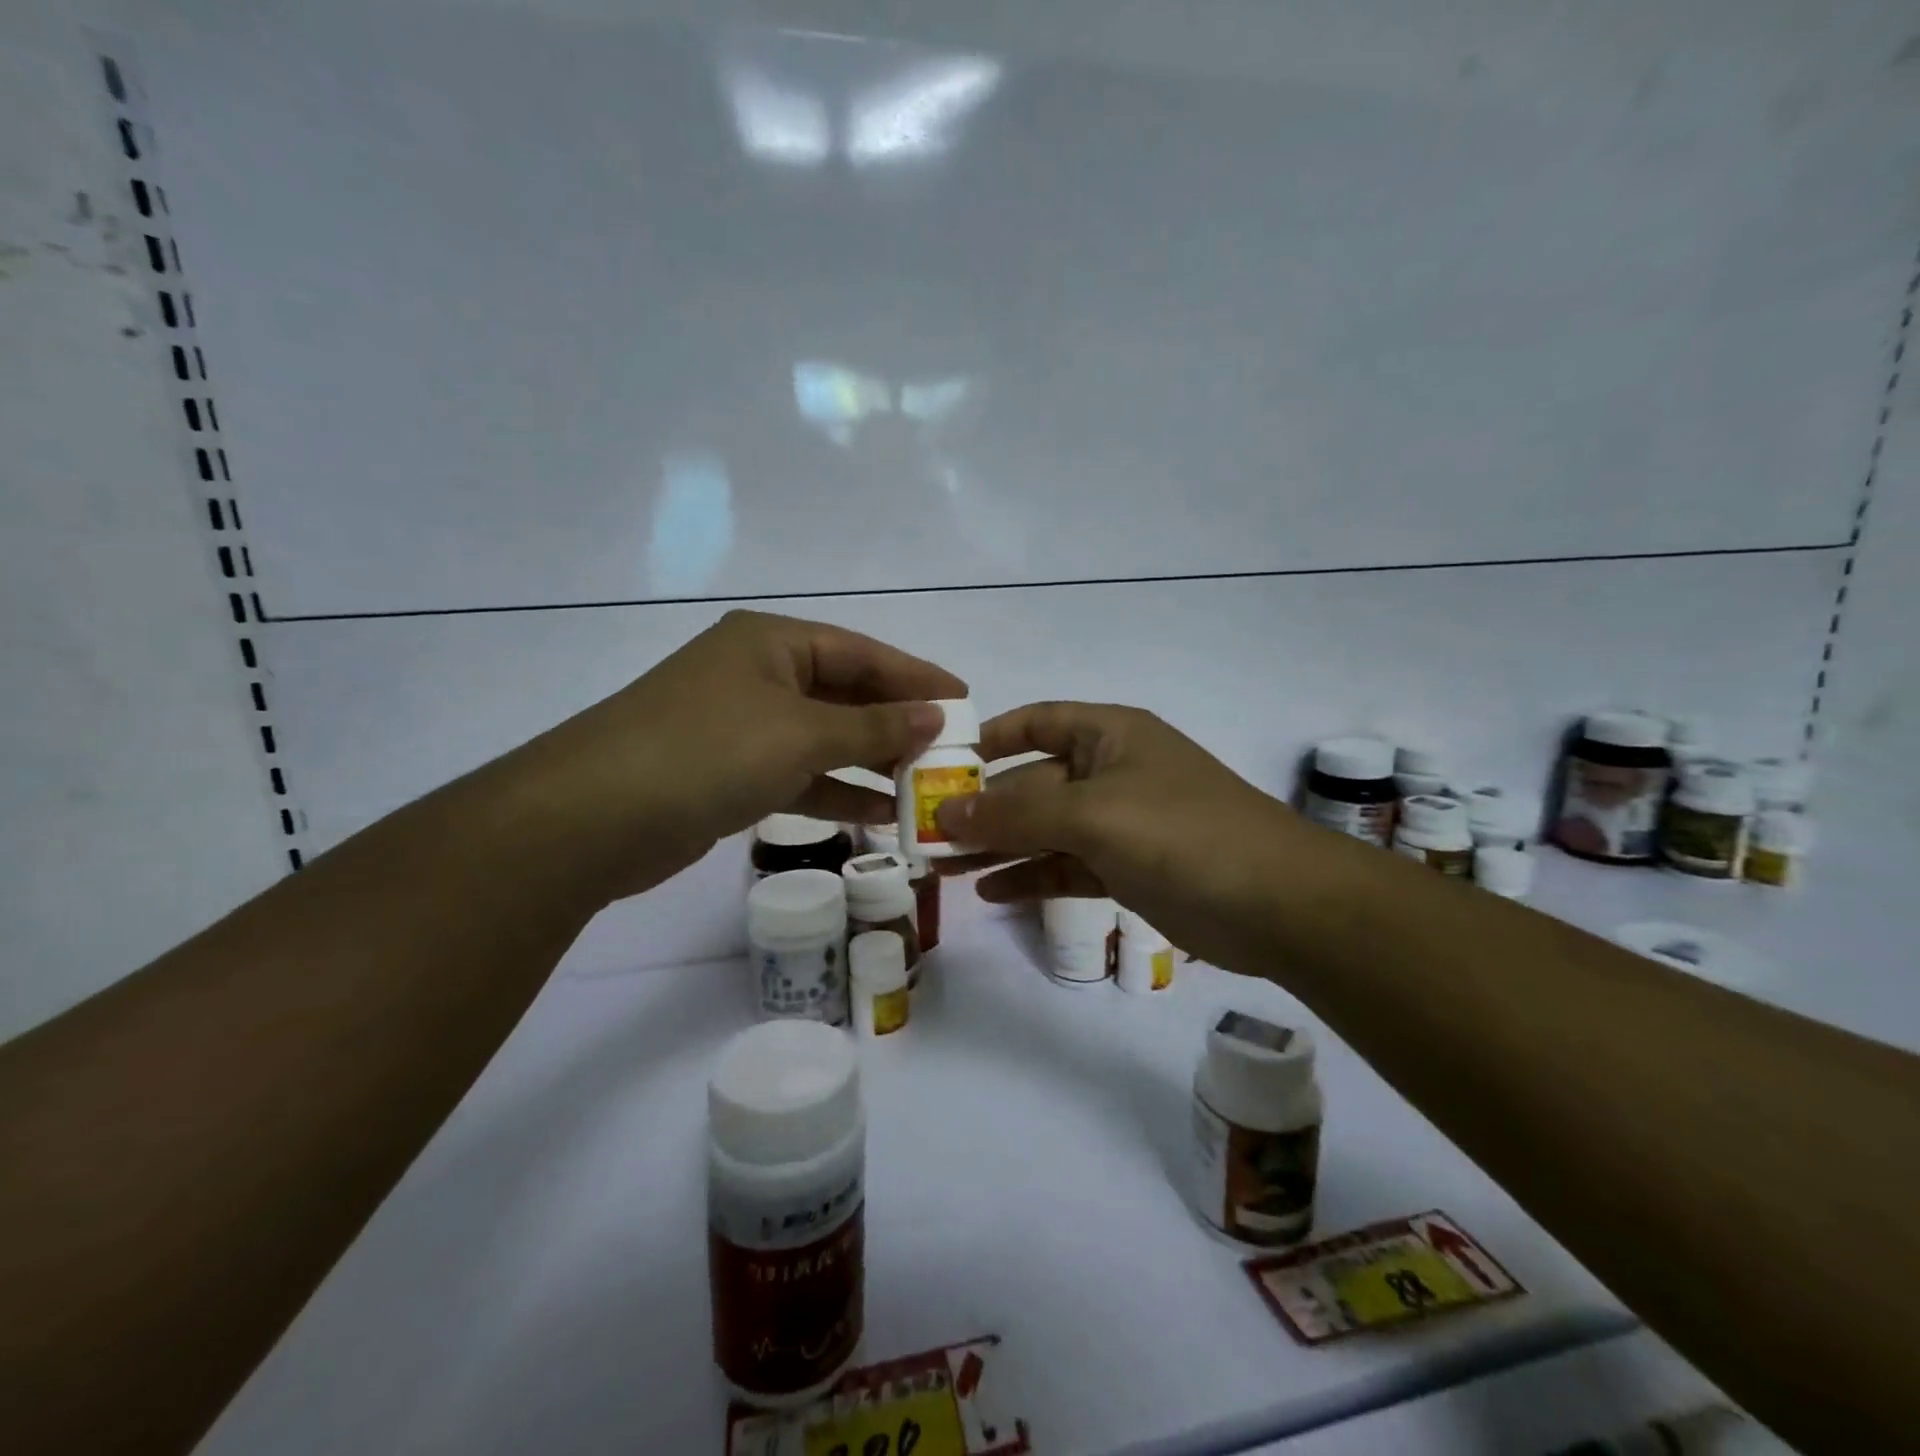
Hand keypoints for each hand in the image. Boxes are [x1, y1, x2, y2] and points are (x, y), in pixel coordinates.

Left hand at [501, 610, 964, 900]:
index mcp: (772, 643)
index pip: (862, 653)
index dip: (916, 677)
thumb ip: (873, 727)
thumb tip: (936, 717)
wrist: (592, 817)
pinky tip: (876, 813)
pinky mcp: (729, 773)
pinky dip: (835, 791)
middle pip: (845, 694)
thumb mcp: (802, 734)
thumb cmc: (708, 752)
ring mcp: (741, 725)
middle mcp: (758, 675)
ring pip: (824, 739)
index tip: (965, 701)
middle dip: (896, 724)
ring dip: (870, 763)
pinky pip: (798, 774)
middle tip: (950, 751)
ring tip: (922, 787)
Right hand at [934, 702, 1332, 972]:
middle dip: (983, 807)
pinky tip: (990, 892)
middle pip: (1032, 782)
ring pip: (1045, 829)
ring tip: (943, 867)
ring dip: (998, 846)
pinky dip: (1031, 876)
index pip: (1036, 721)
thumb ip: (1015, 815)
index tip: (941, 765)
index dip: (989, 738)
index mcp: (1109, 735)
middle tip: (925, 832)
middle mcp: (1111, 771)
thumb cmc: (1183, 835)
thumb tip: (943, 812)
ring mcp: (1120, 823)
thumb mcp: (1093, 816)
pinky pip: (1066, 865)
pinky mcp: (1127, 868)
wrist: (1280, 905)